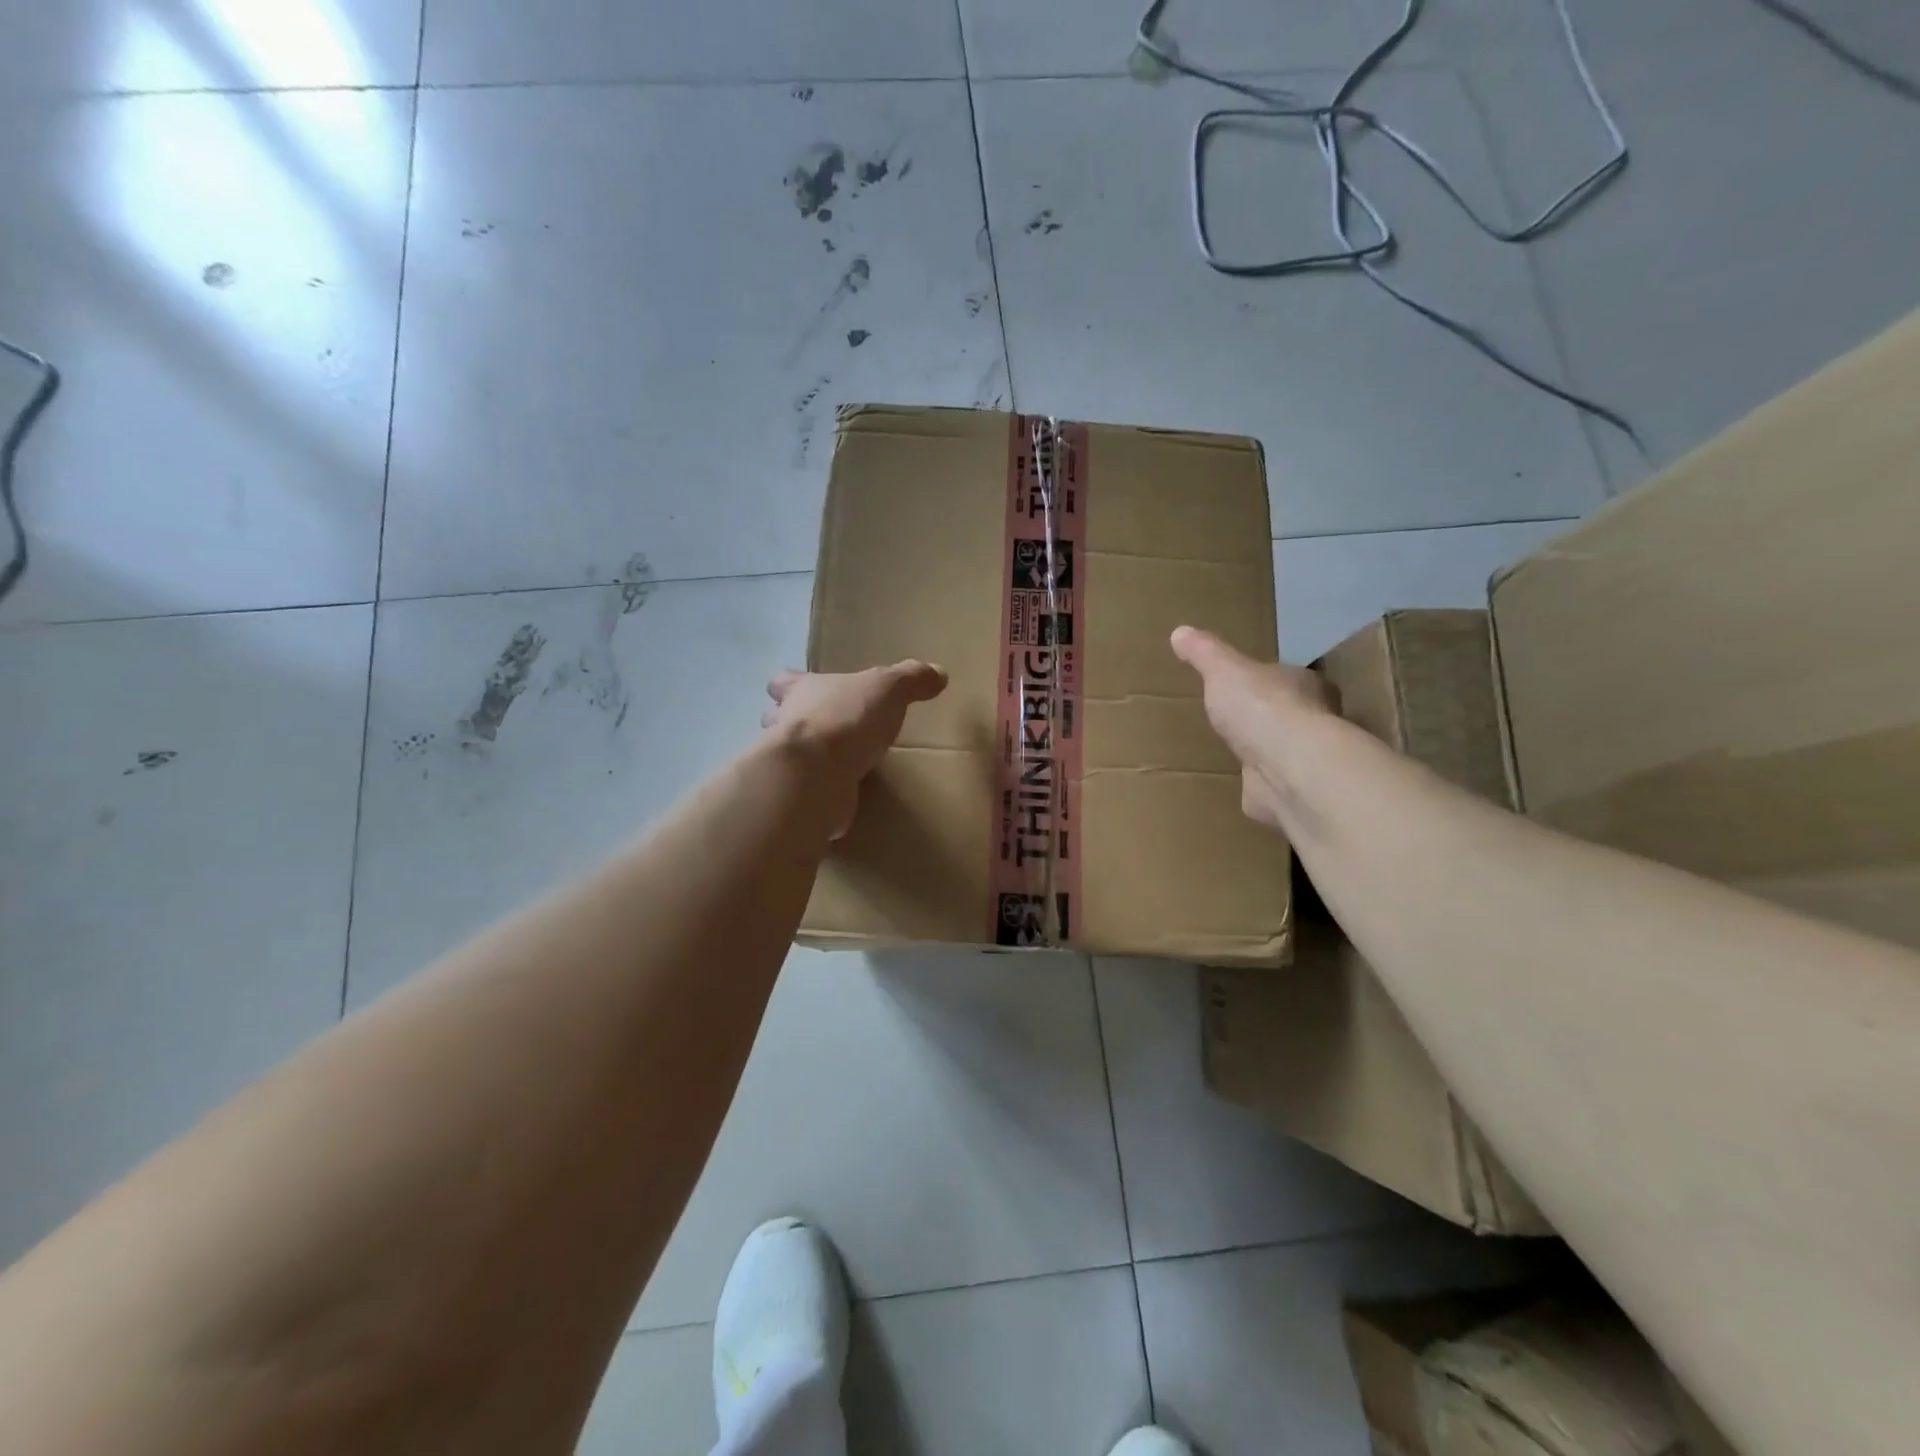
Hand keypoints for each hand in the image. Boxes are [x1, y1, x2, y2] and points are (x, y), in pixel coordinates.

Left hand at [762, 662, 948, 835]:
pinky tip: (840, 799)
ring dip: (805, 760)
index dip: (792, 684)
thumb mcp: (888, 689)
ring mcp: (787, 765)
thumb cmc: (846, 719)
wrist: (817, 775)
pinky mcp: (796, 797)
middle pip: (776, 718)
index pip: (784, 682)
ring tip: (833, 766)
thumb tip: (938, 673)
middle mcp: (786, 725)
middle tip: (821, 731)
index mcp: (803, 692)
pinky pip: (805, 792)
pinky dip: (818, 794)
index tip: (806, 690)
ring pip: (788, 757)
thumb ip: (911, 679)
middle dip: (792, 723)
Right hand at [1170, 626, 1337, 831]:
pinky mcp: (1291, 792)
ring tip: (1235, 751)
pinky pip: (1271, 784)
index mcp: (1304, 685)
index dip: (1268, 681)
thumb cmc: (1261, 708)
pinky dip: (1259, 785)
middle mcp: (1314, 721)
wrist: (1287, 767)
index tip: (1248, 685)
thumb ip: (1205, 653)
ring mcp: (1304, 760)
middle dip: (1267, 717)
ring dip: (1264, 752)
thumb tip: (1180, 631)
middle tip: (1239, 719)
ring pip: (1282, 751)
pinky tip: (1241, 784)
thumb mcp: (1224, 670)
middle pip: (1289, 714)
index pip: (1288, 678)